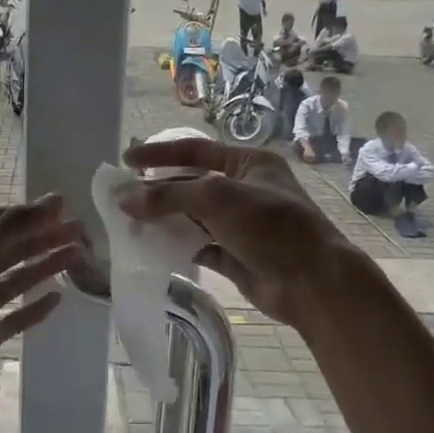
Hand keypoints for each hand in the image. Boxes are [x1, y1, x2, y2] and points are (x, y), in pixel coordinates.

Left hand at [0, 195, 85, 423]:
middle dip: (46, 237)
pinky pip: (19, 313)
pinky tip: (59, 297)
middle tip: (80, 232)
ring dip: (46, 265)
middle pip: (15, 248)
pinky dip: (37, 305)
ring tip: (77, 256)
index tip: (66, 208)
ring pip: (19, 278)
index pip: (2, 222)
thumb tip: (54, 200)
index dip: (32, 213)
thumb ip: (14, 226)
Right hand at [119, 139, 347, 326]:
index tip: (126, 160)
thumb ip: (168, 196)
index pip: (195, 150)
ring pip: (192, 217)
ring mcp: (240, 225)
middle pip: (191, 184)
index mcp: (248, 163)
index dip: (159, 153)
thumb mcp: (216, 198)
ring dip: (164, 219)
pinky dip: (176, 246)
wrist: (311, 281)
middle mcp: (244, 190)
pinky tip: (151, 247)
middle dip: (158, 190)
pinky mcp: (235, 256)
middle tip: (122, 197)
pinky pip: (198, 246)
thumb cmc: (270, 225)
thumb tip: (124, 199)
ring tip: (129, 222)